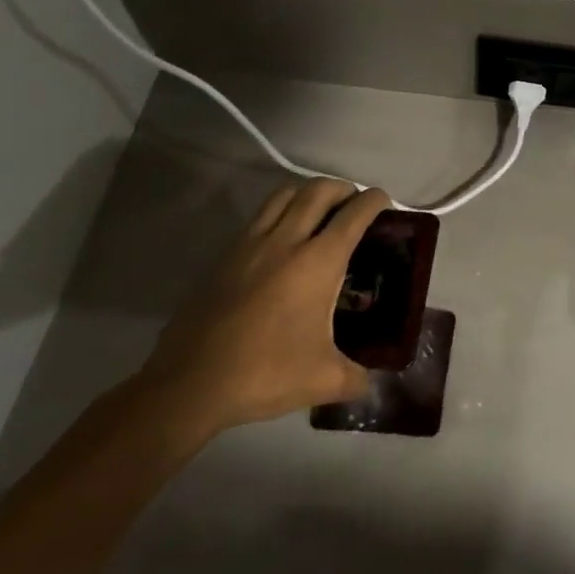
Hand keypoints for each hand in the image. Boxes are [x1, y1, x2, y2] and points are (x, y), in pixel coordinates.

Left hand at [139, 179, 390, 434]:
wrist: (189, 385)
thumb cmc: (265, 373)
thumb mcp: (324, 380)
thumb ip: (357, 377)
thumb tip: (372, 383)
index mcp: (318, 262)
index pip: (354, 214)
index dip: (374, 201)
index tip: (385, 202)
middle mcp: (286, 241)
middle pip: (318, 190)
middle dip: (342, 188)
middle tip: (353, 204)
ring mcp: (249, 246)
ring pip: (283, 195)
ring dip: (307, 193)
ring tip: (318, 212)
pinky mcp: (223, 258)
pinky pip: (258, 218)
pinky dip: (278, 214)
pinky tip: (281, 242)